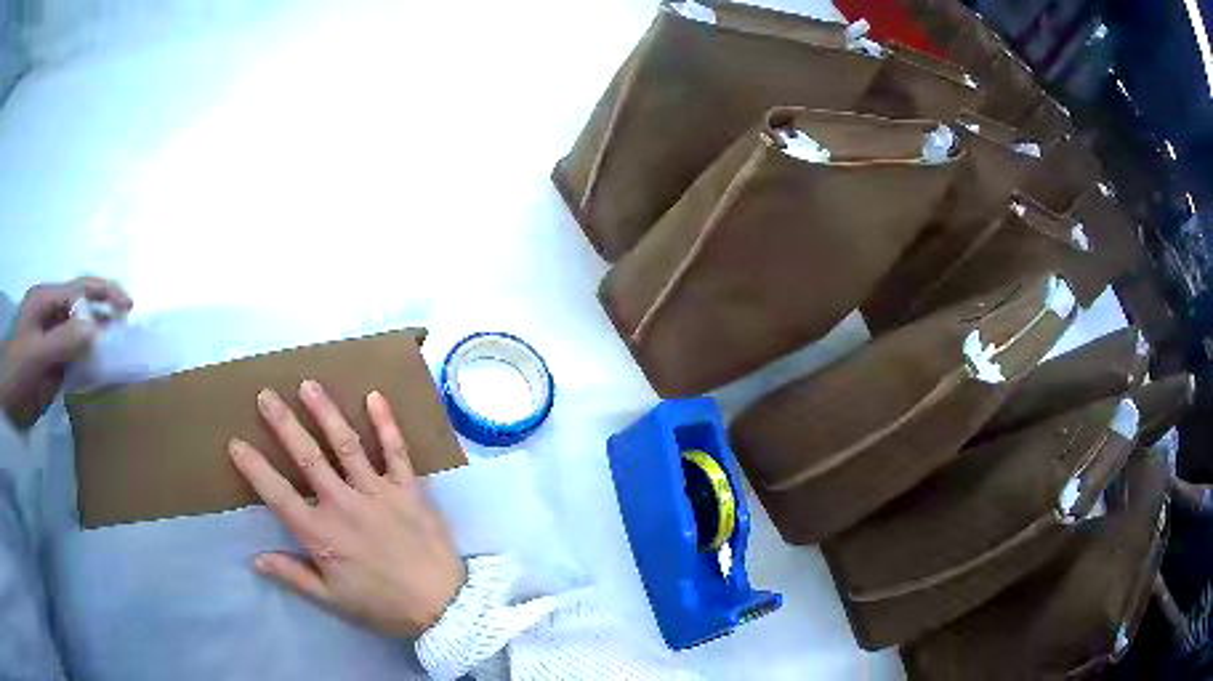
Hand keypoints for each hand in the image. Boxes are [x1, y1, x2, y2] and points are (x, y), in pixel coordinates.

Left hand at [1, 277, 132, 429]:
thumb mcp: (36, 355)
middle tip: (126, 329)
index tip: (127, 307)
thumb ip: (63, 341)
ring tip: (117, 349)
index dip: (104, 293)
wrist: (6, 407)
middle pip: (80, 308)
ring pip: (78, 335)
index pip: (79, 289)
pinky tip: (98, 369)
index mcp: (44, 301)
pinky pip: (73, 359)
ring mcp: (50, 342)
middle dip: (103, 314)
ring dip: (97, 339)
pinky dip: (87, 362)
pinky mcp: (51, 367)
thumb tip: (97, 330)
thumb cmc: (15, 372)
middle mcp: (49, 316)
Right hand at [228, 381, 465, 636]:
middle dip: (283, 424)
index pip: (277, 494)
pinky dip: (386, 423)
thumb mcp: (332, 600)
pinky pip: (397, 450)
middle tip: (266, 395)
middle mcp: (344, 504)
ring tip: (308, 384)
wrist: (443, 606)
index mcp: (321, 534)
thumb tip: (255, 559)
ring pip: (346, 444)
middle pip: (307, 457)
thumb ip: (293, 576)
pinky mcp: (409, 488)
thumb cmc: (384, 606)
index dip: (253, 468)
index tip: (235, 442)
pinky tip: (375, 396)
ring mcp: (378, 492)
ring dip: (325, 412)